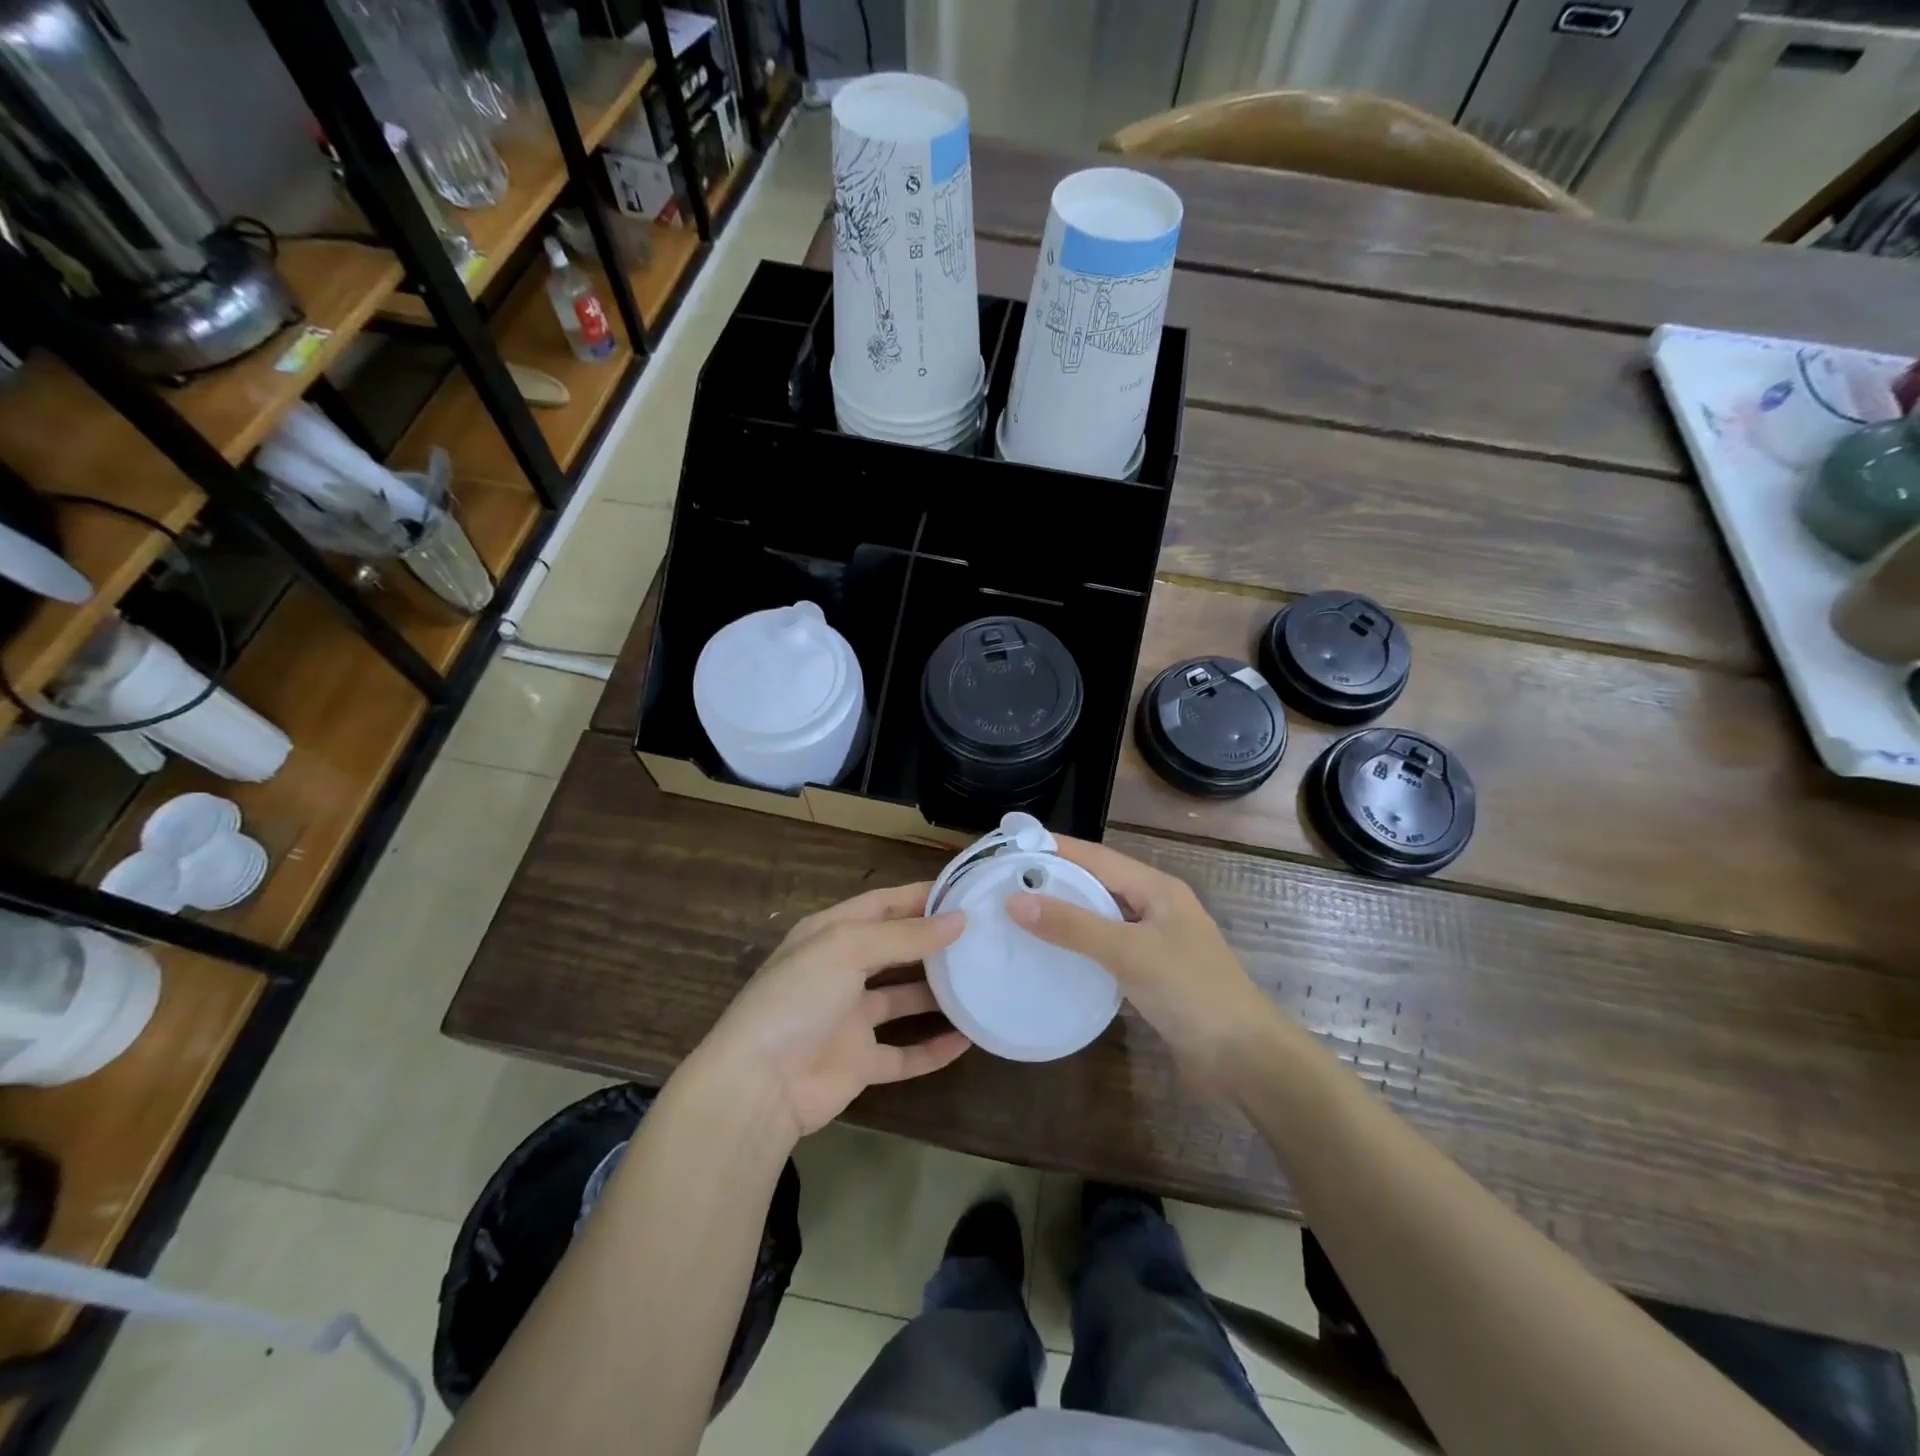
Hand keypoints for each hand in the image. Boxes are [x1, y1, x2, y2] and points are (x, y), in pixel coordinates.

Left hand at [690, 883, 969, 1142]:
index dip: (919, 896)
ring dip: (938, 993)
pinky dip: (934, 1048)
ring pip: (904, 999)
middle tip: (981, 935)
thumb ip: (904, 935)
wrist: (759, 1085)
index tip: (964, 892)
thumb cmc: (798, 998)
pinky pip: (905, 1053)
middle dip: (933, 941)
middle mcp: (841, 971)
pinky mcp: (860, 1063)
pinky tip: (968, 1040)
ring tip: (982, 981)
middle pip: (895, 949)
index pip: (881, 904)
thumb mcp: (848, 948)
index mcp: (830, 935)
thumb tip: (959, 919)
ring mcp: (850, 1019)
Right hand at [1006, 838, 1276, 1076]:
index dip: (1056, 849)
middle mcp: (1157, 908)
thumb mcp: (1129, 952)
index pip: (1097, 857)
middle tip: (1006, 882)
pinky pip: (1108, 949)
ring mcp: (1157, 942)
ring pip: (1102, 917)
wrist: (1245, 1059)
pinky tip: (1053, 956)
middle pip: (1099, 884)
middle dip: (1056, 880)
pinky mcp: (1153, 975)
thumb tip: (1014, 900)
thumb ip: (1073, 926)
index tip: (1013, 846)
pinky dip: (1080, 947)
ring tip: (1020, 915)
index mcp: (1158, 889)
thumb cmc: (1191, 992)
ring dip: (1066, 914)